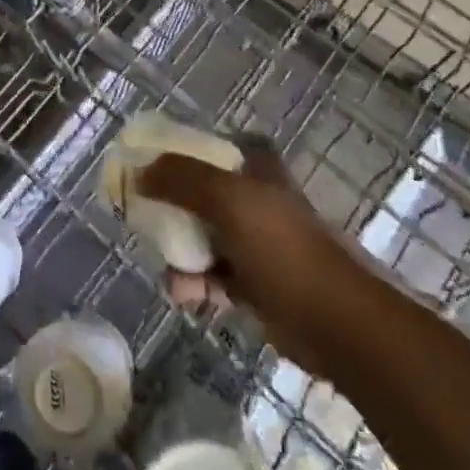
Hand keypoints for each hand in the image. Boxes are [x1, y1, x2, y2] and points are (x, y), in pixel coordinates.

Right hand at [137, 141, 367, 362]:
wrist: (332, 322)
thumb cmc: (281, 247)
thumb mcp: (226, 199)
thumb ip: (179, 178)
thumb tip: (137, 174)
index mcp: (254, 168)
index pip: (208, 147)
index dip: (178, 154)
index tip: (148, 169)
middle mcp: (253, 199)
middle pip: (197, 193)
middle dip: (169, 211)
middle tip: (145, 224)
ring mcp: (254, 242)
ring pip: (200, 237)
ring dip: (179, 254)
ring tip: (172, 276)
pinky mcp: (253, 282)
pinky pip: (210, 275)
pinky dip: (194, 284)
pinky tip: (185, 296)